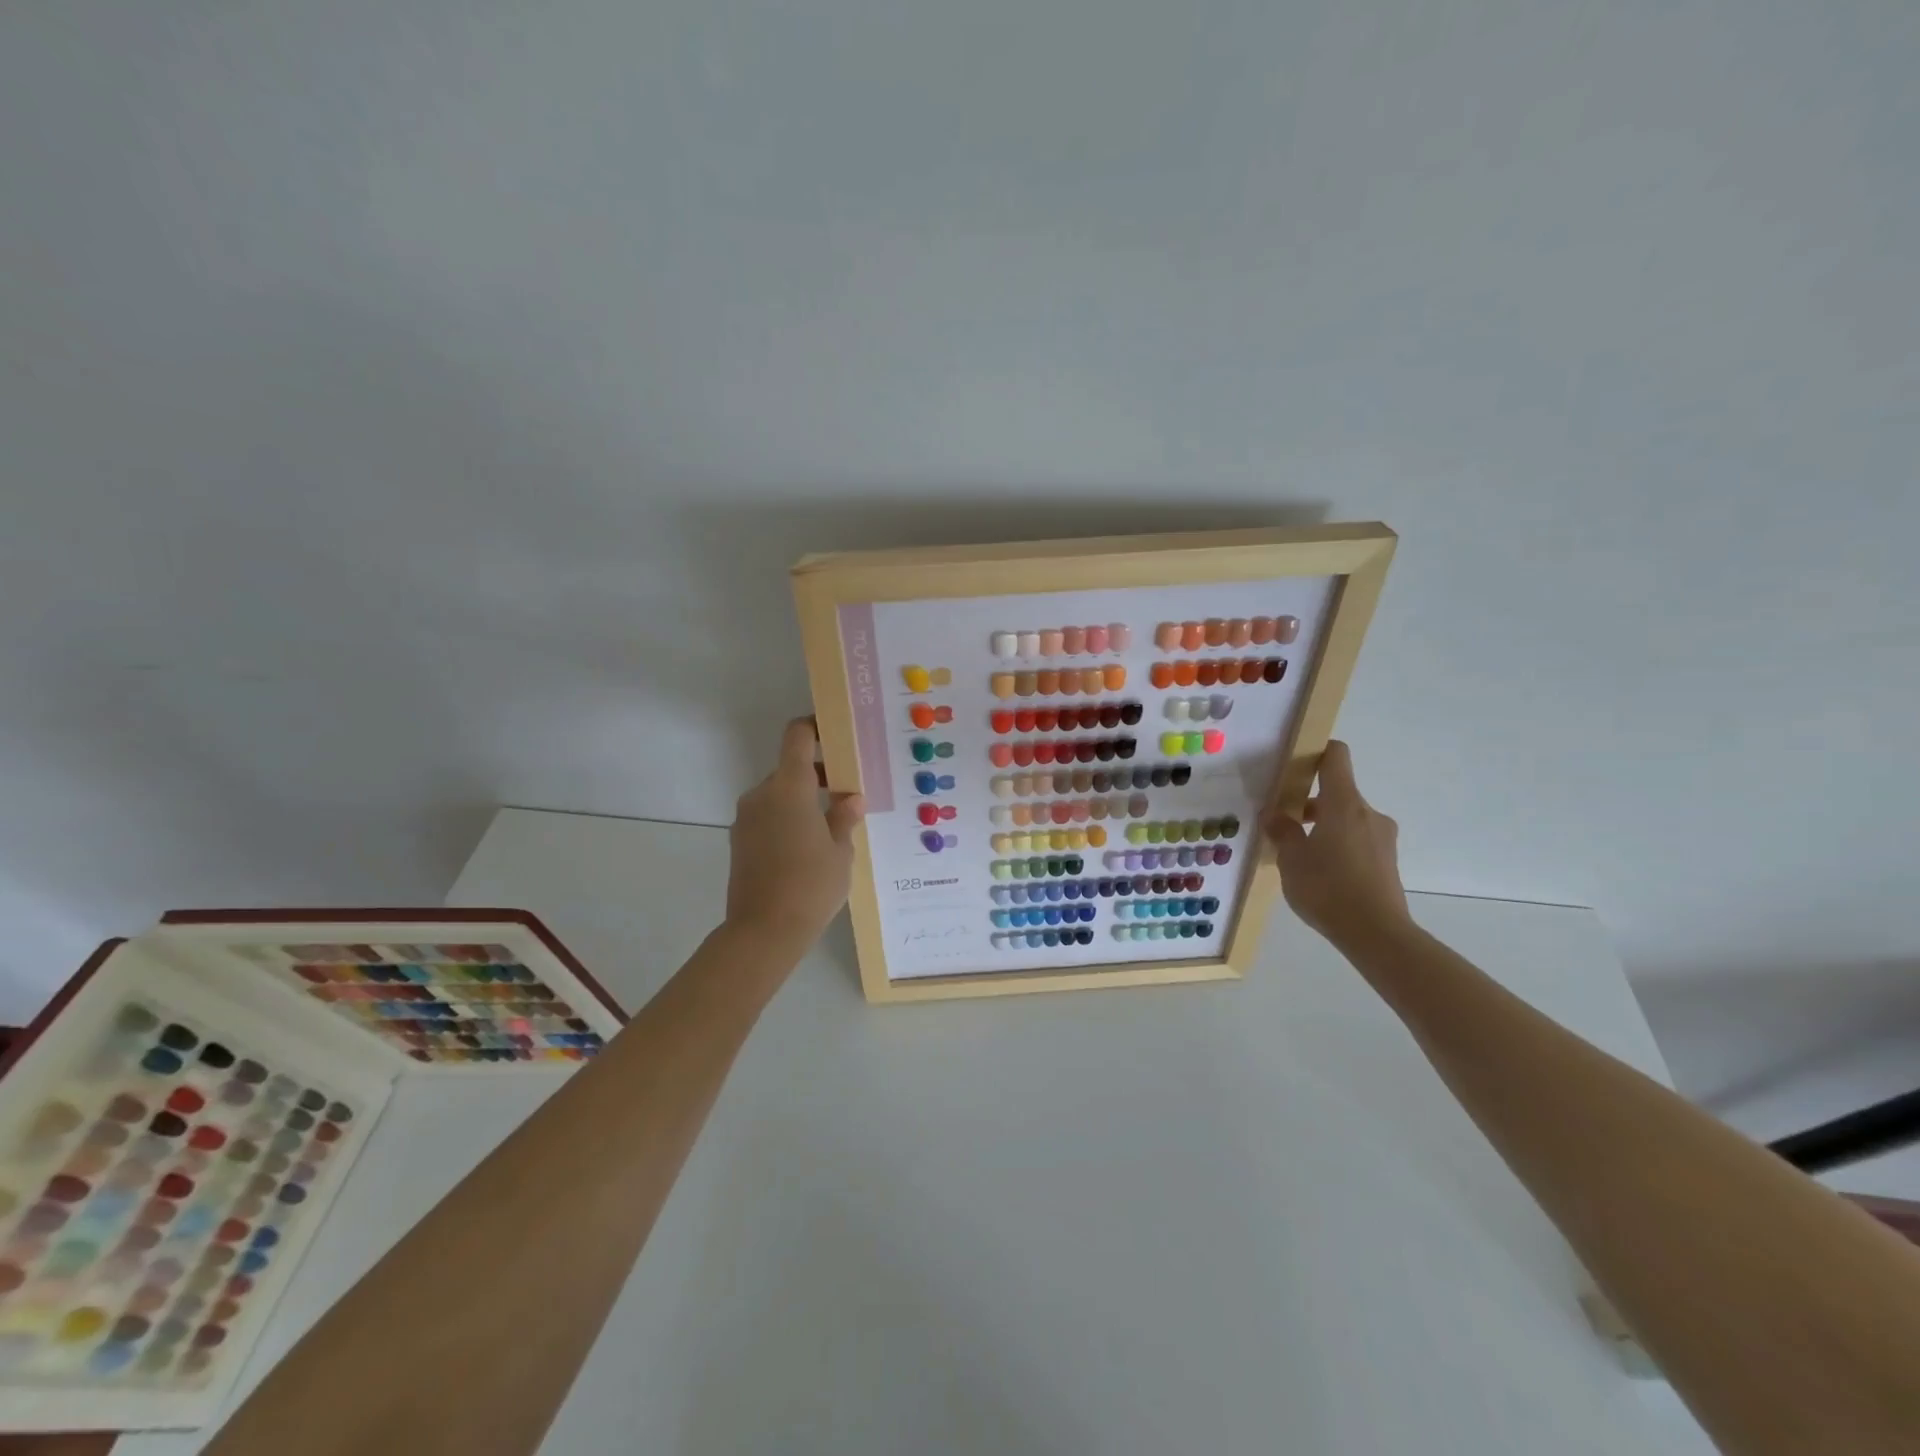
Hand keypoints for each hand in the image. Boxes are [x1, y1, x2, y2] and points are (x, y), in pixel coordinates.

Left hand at [725, 717, 865, 949]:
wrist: (763, 932)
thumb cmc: (811, 885)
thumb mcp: (840, 851)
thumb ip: (844, 818)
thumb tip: (850, 799)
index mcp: (789, 788)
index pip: (797, 736)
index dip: (815, 727)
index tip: (837, 734)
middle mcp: (762, 794)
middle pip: (790, 769)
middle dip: (818, 775)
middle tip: (848, 795)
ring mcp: (746, 818)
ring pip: (779, 795)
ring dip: (803, 801)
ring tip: (831, 828)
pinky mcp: (739, 841)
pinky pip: (768, 817)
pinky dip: (788, 820)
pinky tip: (808, 849)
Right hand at [1263, 740, 1410, 946]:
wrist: (1376, 934)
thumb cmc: (1327, 887)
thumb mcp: (1291, 859)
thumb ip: (1282, 831)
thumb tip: (1276, 815)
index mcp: (1344, 804)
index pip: (1336, 757)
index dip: (1316, 752)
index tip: (1294, 763)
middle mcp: (1368, 813)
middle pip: (1337, 793)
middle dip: (1309, 805)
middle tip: (1283, 824)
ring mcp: (1382, 838)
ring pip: (1346, 820)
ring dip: (1323, 829)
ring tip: (1299, 856)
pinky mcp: (1387, 862)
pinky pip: (1357, 842)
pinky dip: (1338, 847)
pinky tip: (1320, 875)